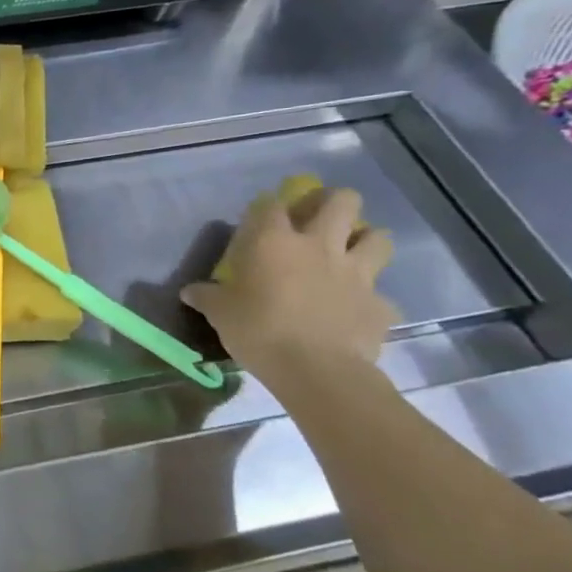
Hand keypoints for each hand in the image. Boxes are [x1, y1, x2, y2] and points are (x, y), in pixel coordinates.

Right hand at [180, 186, 397, 377]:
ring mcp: (357, 274)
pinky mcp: (380, 305)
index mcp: (274, 242)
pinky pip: (382, 295)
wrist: (317, 371)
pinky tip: (355, 311)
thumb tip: (190, 292)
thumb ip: (206, 297)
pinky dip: (370, 300)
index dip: (267, 207)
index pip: (271, 204)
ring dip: (366, 241)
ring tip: (350, 254)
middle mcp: (320, 246)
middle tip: (317, 219)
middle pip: (342, 201)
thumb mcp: (220, 314)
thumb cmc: (259, 331)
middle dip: (332, 202)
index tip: (260, 219)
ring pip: (379, 238)